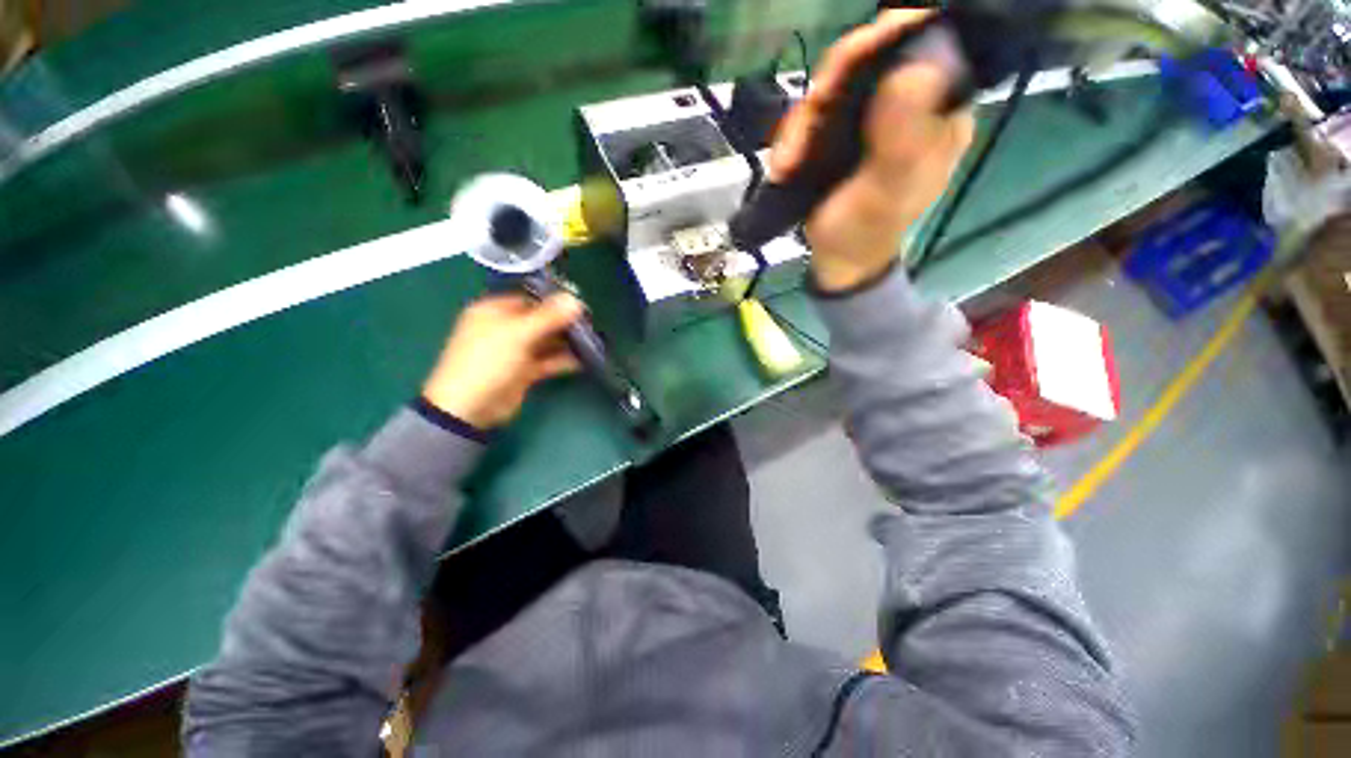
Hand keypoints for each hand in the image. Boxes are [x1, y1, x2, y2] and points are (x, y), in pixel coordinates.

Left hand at [422, 293, 583, 428]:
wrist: (469, 407)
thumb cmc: (488, 361)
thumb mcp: (517, 334)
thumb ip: (548, 317)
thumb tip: (575, 300)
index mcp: (493, 311)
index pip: (529, 299)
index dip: (553, 301)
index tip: (579, 305)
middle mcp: (505, 328)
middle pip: (540, 320)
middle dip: (564, 322)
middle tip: (590, 324)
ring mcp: (515, 351)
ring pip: (546, 341)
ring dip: (566, 341)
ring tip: (591, 341)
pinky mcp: (524, 371)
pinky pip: (547, 361)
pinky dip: (563, 360)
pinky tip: (582, 360)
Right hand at [770, 10, 975, 292]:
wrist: (838, 259)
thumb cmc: (867, 231)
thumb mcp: (888, 191)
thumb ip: (903, 138)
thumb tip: (916, 68)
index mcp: (938, 110)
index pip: (926, 48)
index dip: (892, 38)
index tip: (858, 54)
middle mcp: (906, 101)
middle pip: (871, 57)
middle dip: (834, 83)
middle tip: (813, 110)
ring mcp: (868, 113)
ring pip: (834, 84)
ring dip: (803, 122)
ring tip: (787, 163)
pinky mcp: (837, 128)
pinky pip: (812, 113)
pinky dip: (792, 138)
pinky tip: (783, 166)